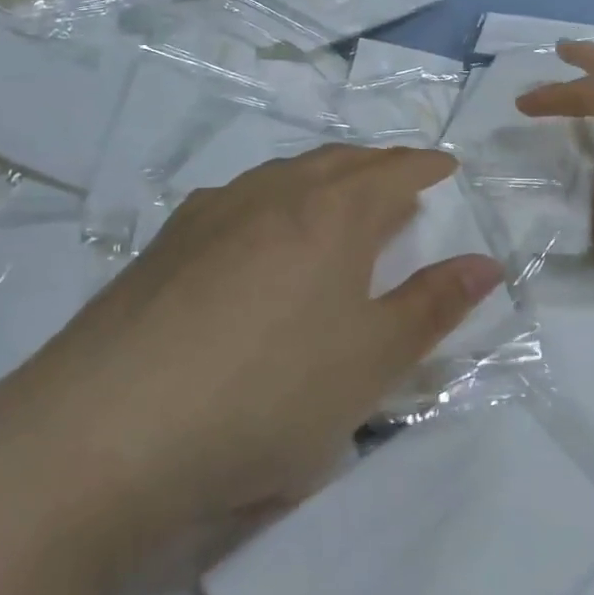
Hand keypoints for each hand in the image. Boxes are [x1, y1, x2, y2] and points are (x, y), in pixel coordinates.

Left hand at [25, 144, 501, 578]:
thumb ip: (432, 306)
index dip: (424, 166)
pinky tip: (257, 233)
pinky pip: (235, 201)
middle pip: (336, 162)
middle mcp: (271, 195)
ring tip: (335, 198)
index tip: (446, 166)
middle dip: (375, 165)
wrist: (107, 433)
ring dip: (319, 177)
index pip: (392, 172)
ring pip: (281, 175)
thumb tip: (485, 262)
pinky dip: (269, 201)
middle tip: (398, 178)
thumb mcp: (370, 362)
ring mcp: (209, 215)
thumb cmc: (268, 394)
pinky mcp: (162, 247)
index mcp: (330, 213)